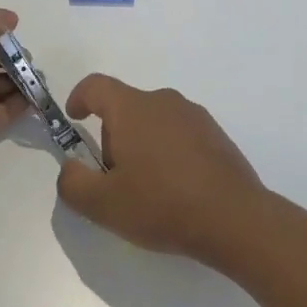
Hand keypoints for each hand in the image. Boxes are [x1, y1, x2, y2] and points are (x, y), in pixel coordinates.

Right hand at [55, 74, 267, 262]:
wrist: (236, 220)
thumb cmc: (162, 205)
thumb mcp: (103, 204)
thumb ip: (72, 183)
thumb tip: (70, 169)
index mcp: (132, 108)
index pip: (96, 86)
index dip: (79, 98)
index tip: (74, 118)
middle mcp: (163, 101)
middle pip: (125, 107)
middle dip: (112, 136)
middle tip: (114, 177)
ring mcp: (194, 116)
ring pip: (153, 121)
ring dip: (142, 145)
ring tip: (147, 188)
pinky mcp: (217, 135)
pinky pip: (179, 134)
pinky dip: (169, 153)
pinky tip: (176, 189)